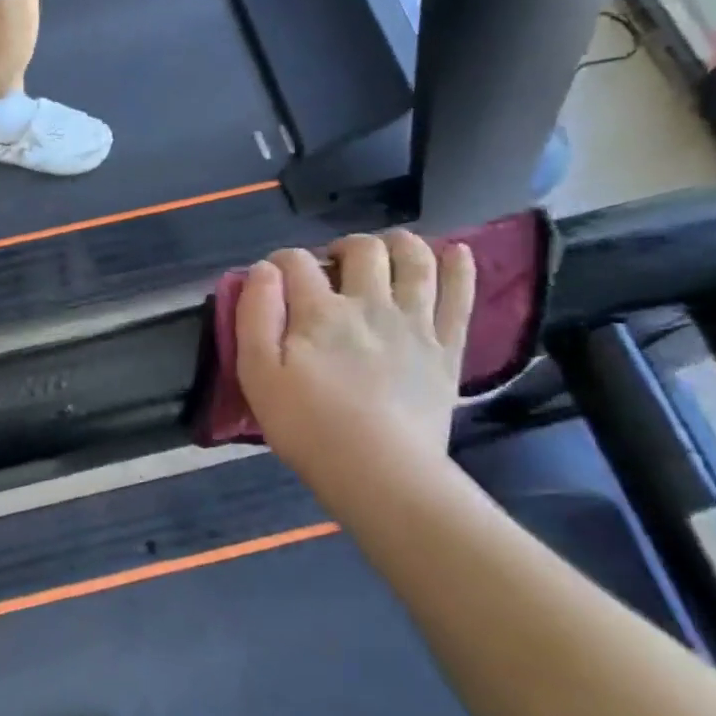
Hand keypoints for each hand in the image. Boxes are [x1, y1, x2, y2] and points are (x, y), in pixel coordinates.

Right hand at [235, 232, 475, 481]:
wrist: (379, 471)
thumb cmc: (306, 425)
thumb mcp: (256, 373)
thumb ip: (255, 315)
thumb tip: (263, 271)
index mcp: (319, 311)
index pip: (296, 262)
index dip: (280, 262)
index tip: (272, 279)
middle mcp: (369, 303)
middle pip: (361, 250)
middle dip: (342, 248)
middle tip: (332, 269)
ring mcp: (414, 322)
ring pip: (414, 258)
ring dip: (399, 244)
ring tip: (386, 253)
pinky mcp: (446, 346)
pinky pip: (460, 293)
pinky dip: (458, 265)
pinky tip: (454, 252)